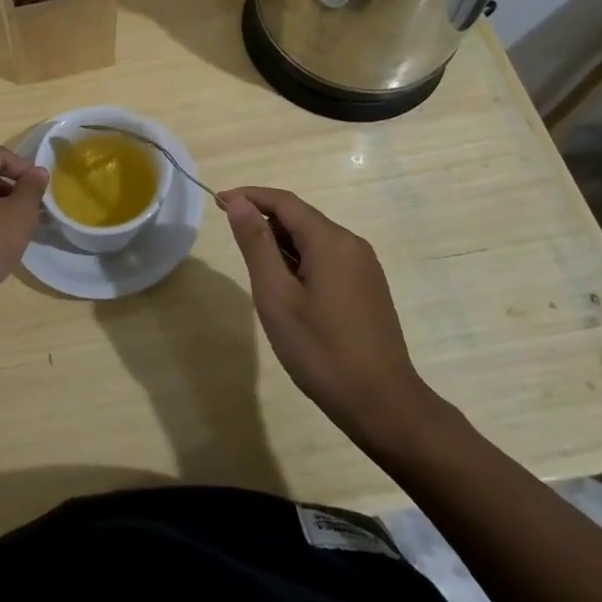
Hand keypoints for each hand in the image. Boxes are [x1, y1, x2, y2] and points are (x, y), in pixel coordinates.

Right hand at [220, 186, 429, 447]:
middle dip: (263, 219)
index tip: (218, 203)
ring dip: (281, 242)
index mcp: (330, 240)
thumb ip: (256, 244)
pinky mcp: (368, 288)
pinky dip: (300, 260)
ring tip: (254, 266)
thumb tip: (238, 202)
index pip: (283, 201)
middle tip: (231, 237)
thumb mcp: (277, 296)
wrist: (383, 405)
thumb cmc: (321, 351)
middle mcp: (351, 244)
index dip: (249, 196)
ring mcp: (364, 267)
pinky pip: (327, 258)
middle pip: (300, 217)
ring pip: (314, 239)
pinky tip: (286, 286)